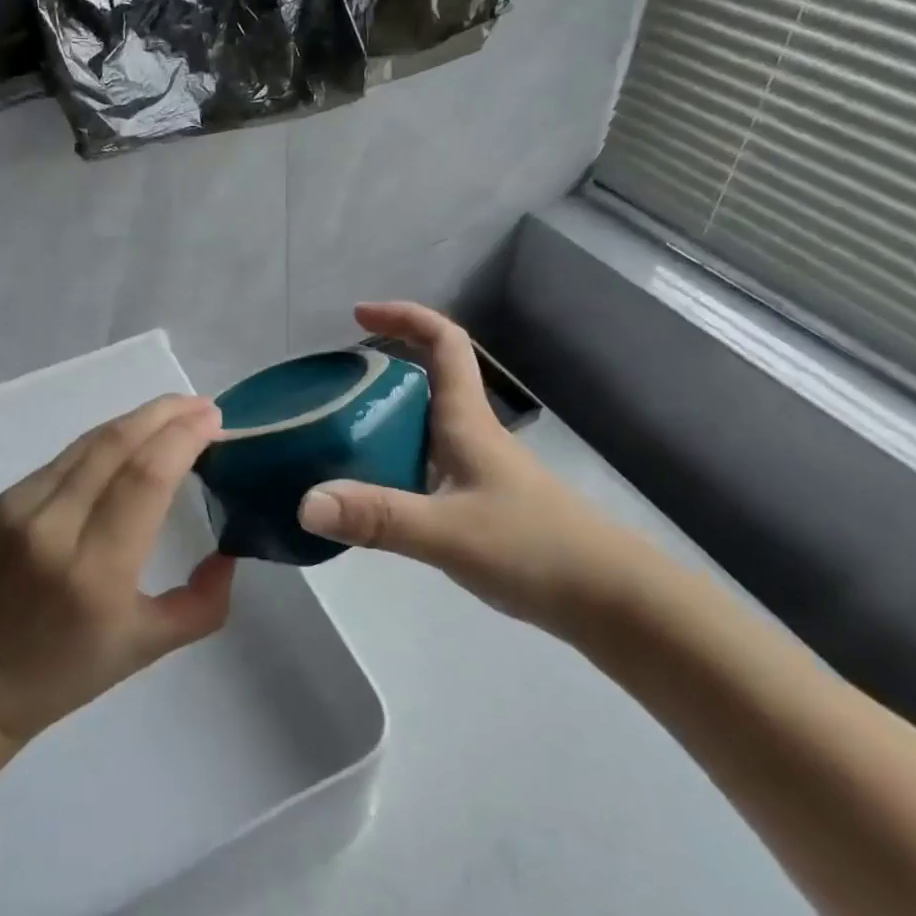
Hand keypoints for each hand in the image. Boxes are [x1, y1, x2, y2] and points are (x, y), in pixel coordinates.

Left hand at [0, 395, 234, 741]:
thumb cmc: (61, 675)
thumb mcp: (146, 649)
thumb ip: (202, 604)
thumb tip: (229, 554)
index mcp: (96, 572)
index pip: (146, 477)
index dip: (183, 438)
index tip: (215, 420)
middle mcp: (55, 528)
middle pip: (118, 444)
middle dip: (166, 413)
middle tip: (203, 406)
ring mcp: (21, 508)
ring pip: (90, 442)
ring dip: (137, 419)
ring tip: (174, 413)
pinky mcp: (2, 501)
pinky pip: (65, 458)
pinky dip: (105, 441)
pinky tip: (128, 441)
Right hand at [295, 303, 641, 632]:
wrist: (610, 601)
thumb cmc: (535, 550)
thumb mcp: (448, 532)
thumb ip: (378, 517)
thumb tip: (304, 502)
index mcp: (468, 422)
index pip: (444, 343)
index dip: (404, 316)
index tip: (358, 314)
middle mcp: (473, 437)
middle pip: (428, 381)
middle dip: (381, 371)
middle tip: (330, 389)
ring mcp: (479, 472)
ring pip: (424, 428)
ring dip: (383, 421)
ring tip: (334, 438)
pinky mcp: (481, 506)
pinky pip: (426, 468)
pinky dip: (394, 466)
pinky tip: (371, 497)